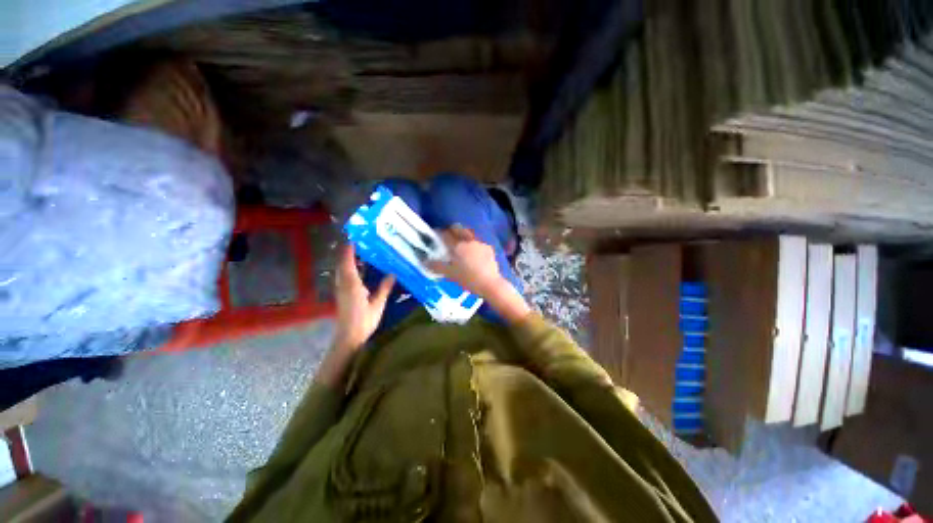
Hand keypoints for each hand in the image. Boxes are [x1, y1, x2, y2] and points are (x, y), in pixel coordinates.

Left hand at [333, 244, 394, 351]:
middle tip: (361, 243)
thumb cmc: (364, 320)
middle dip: (348, 252)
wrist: (348, 337)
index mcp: (352, 284)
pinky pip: (344, 277)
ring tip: (361, 253)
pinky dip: (350, 269)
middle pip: (342, 264)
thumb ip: (384, 288)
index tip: (355, 238)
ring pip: (342, 270)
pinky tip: (360, 270)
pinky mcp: (343, 294)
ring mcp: (341, 289)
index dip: (349, 249)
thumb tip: (393, 273)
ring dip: (348, 260)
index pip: (348, 262)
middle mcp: (344, 284)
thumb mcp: (377, 304)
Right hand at [428, 225, 505, 298]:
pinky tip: (473, 253)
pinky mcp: (488, 249)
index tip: (435, 234)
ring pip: (469, 234)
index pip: (445, 234)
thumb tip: (425, 261)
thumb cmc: (468, 279)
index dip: (439, 233)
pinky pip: (478, 243)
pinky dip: (473, 245)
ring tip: (461, 244)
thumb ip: (437, 266)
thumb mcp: (450, 275)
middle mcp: (469, 241)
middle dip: (452, 230)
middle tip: (448, 235)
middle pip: (459, 229)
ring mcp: (480, 244)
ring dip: (463, 236)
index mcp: (458, 246)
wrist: (490, 284)